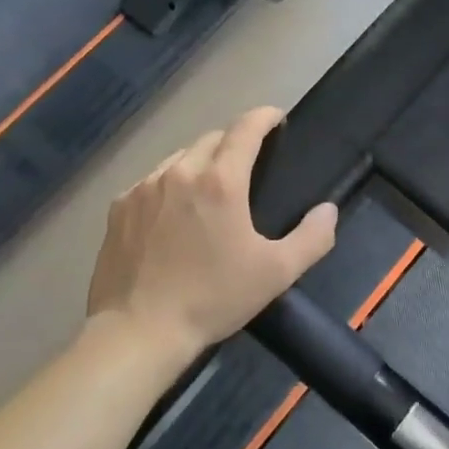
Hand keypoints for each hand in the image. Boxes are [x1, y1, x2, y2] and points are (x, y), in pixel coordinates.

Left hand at [87, 107, 337, 363]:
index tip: (277, 118)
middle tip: (249, 165)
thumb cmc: (212, 299)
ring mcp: (144, 187)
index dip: (264, 117)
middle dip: (234, 142)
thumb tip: (328, 210)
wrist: (138, 331)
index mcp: (220, 181)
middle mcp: (180, 172)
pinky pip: (151, 180)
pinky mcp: (119, 207)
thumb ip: (312, 238)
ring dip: (201, 162)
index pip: (245, 129)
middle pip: (212, 139)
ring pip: (180, 157)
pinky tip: (174, 213)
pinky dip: (170, 183)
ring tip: (211, 188)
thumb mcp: (276, 273)